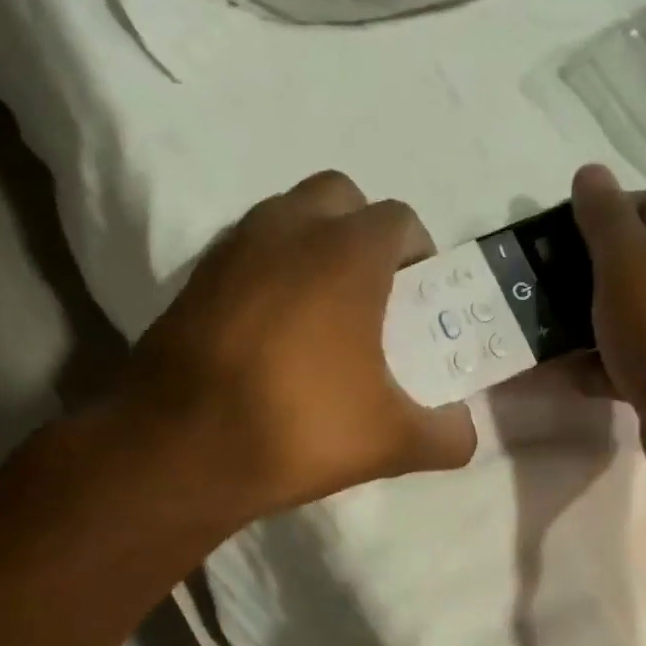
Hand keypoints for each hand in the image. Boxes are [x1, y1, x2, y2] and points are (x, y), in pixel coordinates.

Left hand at [122, 171, 476, 522]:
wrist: (179, 449)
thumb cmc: (298, 428)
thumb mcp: (391, 442)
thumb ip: (446, 434)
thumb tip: (465, 433)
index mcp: (346, 253)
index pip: (399, 220)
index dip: (418, 254)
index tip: (418, 299)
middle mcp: (288, 229)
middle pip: (340, 196)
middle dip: (361, 231)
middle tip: (368, 291)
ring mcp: (233, 247)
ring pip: (285, 216)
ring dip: (310, 245)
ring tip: (317, 311)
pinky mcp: (193, 276)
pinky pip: (244, 250)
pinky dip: (265, 270)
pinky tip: (267, 329)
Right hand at [570, 163, 645, 507]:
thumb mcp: (628, 263)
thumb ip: (603, 217)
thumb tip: (590, 171)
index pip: (645, 204)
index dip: (595, 215)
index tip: (549, 240)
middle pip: (634, 261)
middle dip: (581, 272)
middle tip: (535, 285)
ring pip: (628, 313)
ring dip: (584, 322)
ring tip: (537, 329)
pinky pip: (630, 359)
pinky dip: (598, 364)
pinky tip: (561, 374)